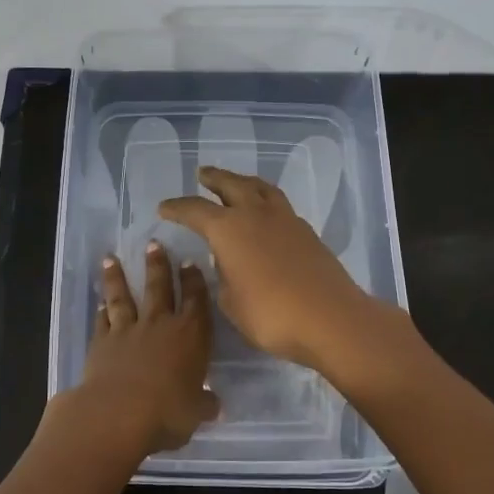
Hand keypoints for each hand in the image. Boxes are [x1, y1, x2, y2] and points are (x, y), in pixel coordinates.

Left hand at [74, 241, 218, 457]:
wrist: (117, 414)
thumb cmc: (167, 413)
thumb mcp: (195, 413)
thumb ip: (204, 404)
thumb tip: (215, 405)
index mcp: (190, 335)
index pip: (196, 300)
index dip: (194, 281)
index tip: (189, 263)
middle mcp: (159, 325)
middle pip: (159, 287)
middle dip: (158, 265)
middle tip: (153, 243)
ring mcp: (127, 330)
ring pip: (123, 296)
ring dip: (117, 277)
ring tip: (110, 258)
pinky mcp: (101, 342)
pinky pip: (103, 320)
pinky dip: (101, 310)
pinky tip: (100, 302)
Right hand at [159, 167, 388, 372]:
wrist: (330, 319)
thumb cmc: (271, 314)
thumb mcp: (231, 302)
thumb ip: (223, 277)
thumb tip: (226, 261)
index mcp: (229, 229)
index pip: (195, 211)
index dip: (177, 208)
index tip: (163, 208)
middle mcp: (255, 214)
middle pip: (231, 185)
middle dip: (214, 179)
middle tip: (202, 174)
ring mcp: (285, 219)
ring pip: (260, 188)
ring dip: (243, 182)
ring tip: (235, 183)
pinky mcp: (306, 232)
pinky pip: (279, 204)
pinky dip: (265, 201)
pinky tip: (263, 213)